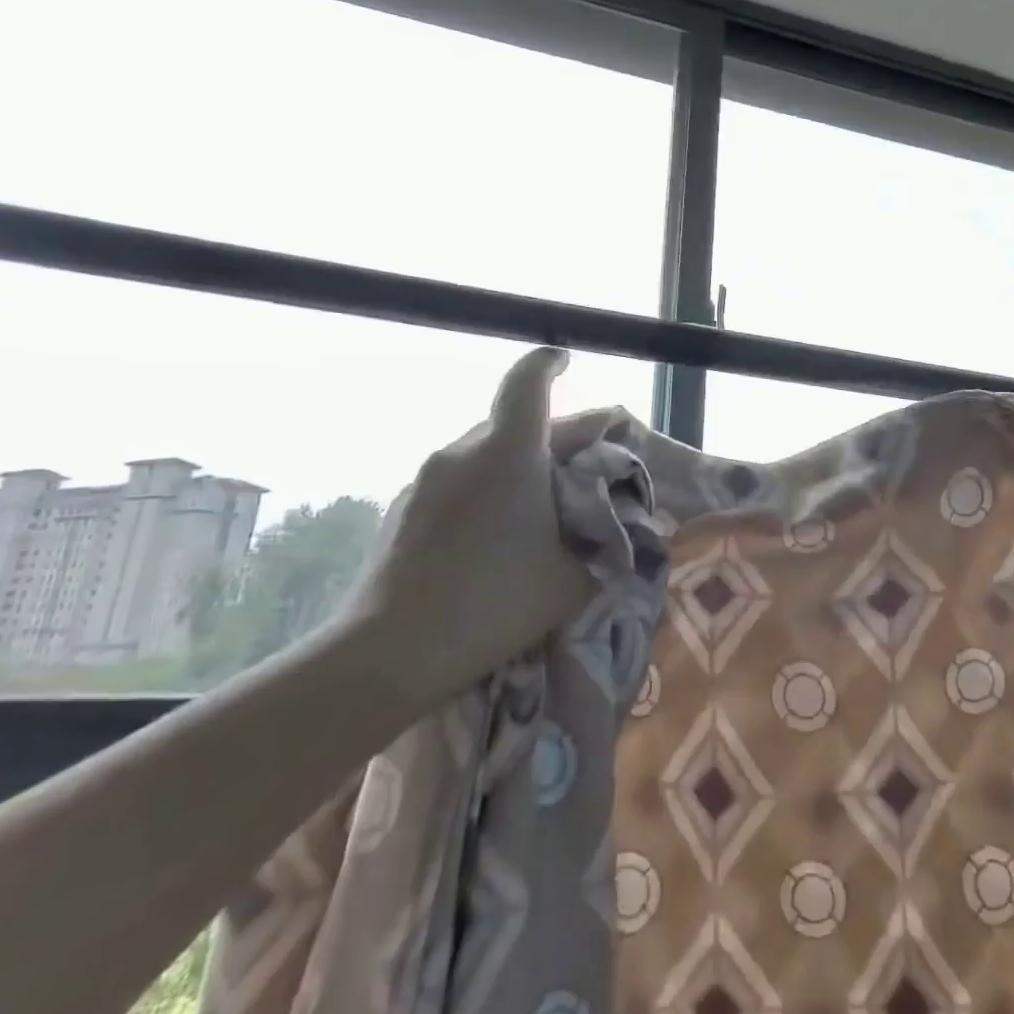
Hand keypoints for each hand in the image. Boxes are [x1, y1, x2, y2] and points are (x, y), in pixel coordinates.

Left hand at [336, 346, 596, 710]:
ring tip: (541, 508)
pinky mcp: (404, 508)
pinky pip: (459, 480)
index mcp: (509, 453)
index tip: (565, 360)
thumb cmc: (495, 603)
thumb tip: (622, 527)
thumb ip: (606, 542)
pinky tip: (496, 535)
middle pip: (514, 421)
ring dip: (518, 464)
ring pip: (485, 452)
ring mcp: (426, 479)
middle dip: (553, 434)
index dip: (549, 364)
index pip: (529, 382)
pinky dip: (487, 489)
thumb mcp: (574, 576)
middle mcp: (463, 452)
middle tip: (583, 466)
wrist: (390, 652)